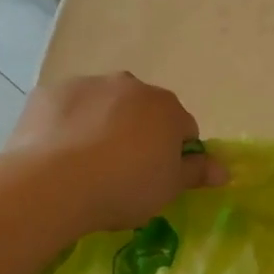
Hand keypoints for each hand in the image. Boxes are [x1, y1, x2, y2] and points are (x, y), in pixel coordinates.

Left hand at [8, 73, 226, 234]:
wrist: (52, 184)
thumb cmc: (124, 187)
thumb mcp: (169, 188)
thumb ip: (197, 172)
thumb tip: (224, 169)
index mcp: (167, 107)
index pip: (183, 129)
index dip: (175, 155)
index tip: (158, 178)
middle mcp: (131, 85)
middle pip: (143, 111)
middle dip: (138, 133)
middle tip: (123, 172)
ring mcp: (88, 85)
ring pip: (103, 106)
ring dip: (102, 126)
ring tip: (85, 166)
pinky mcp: (49, 93)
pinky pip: (66, 109)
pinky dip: (66, 125)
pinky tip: (56, 155)